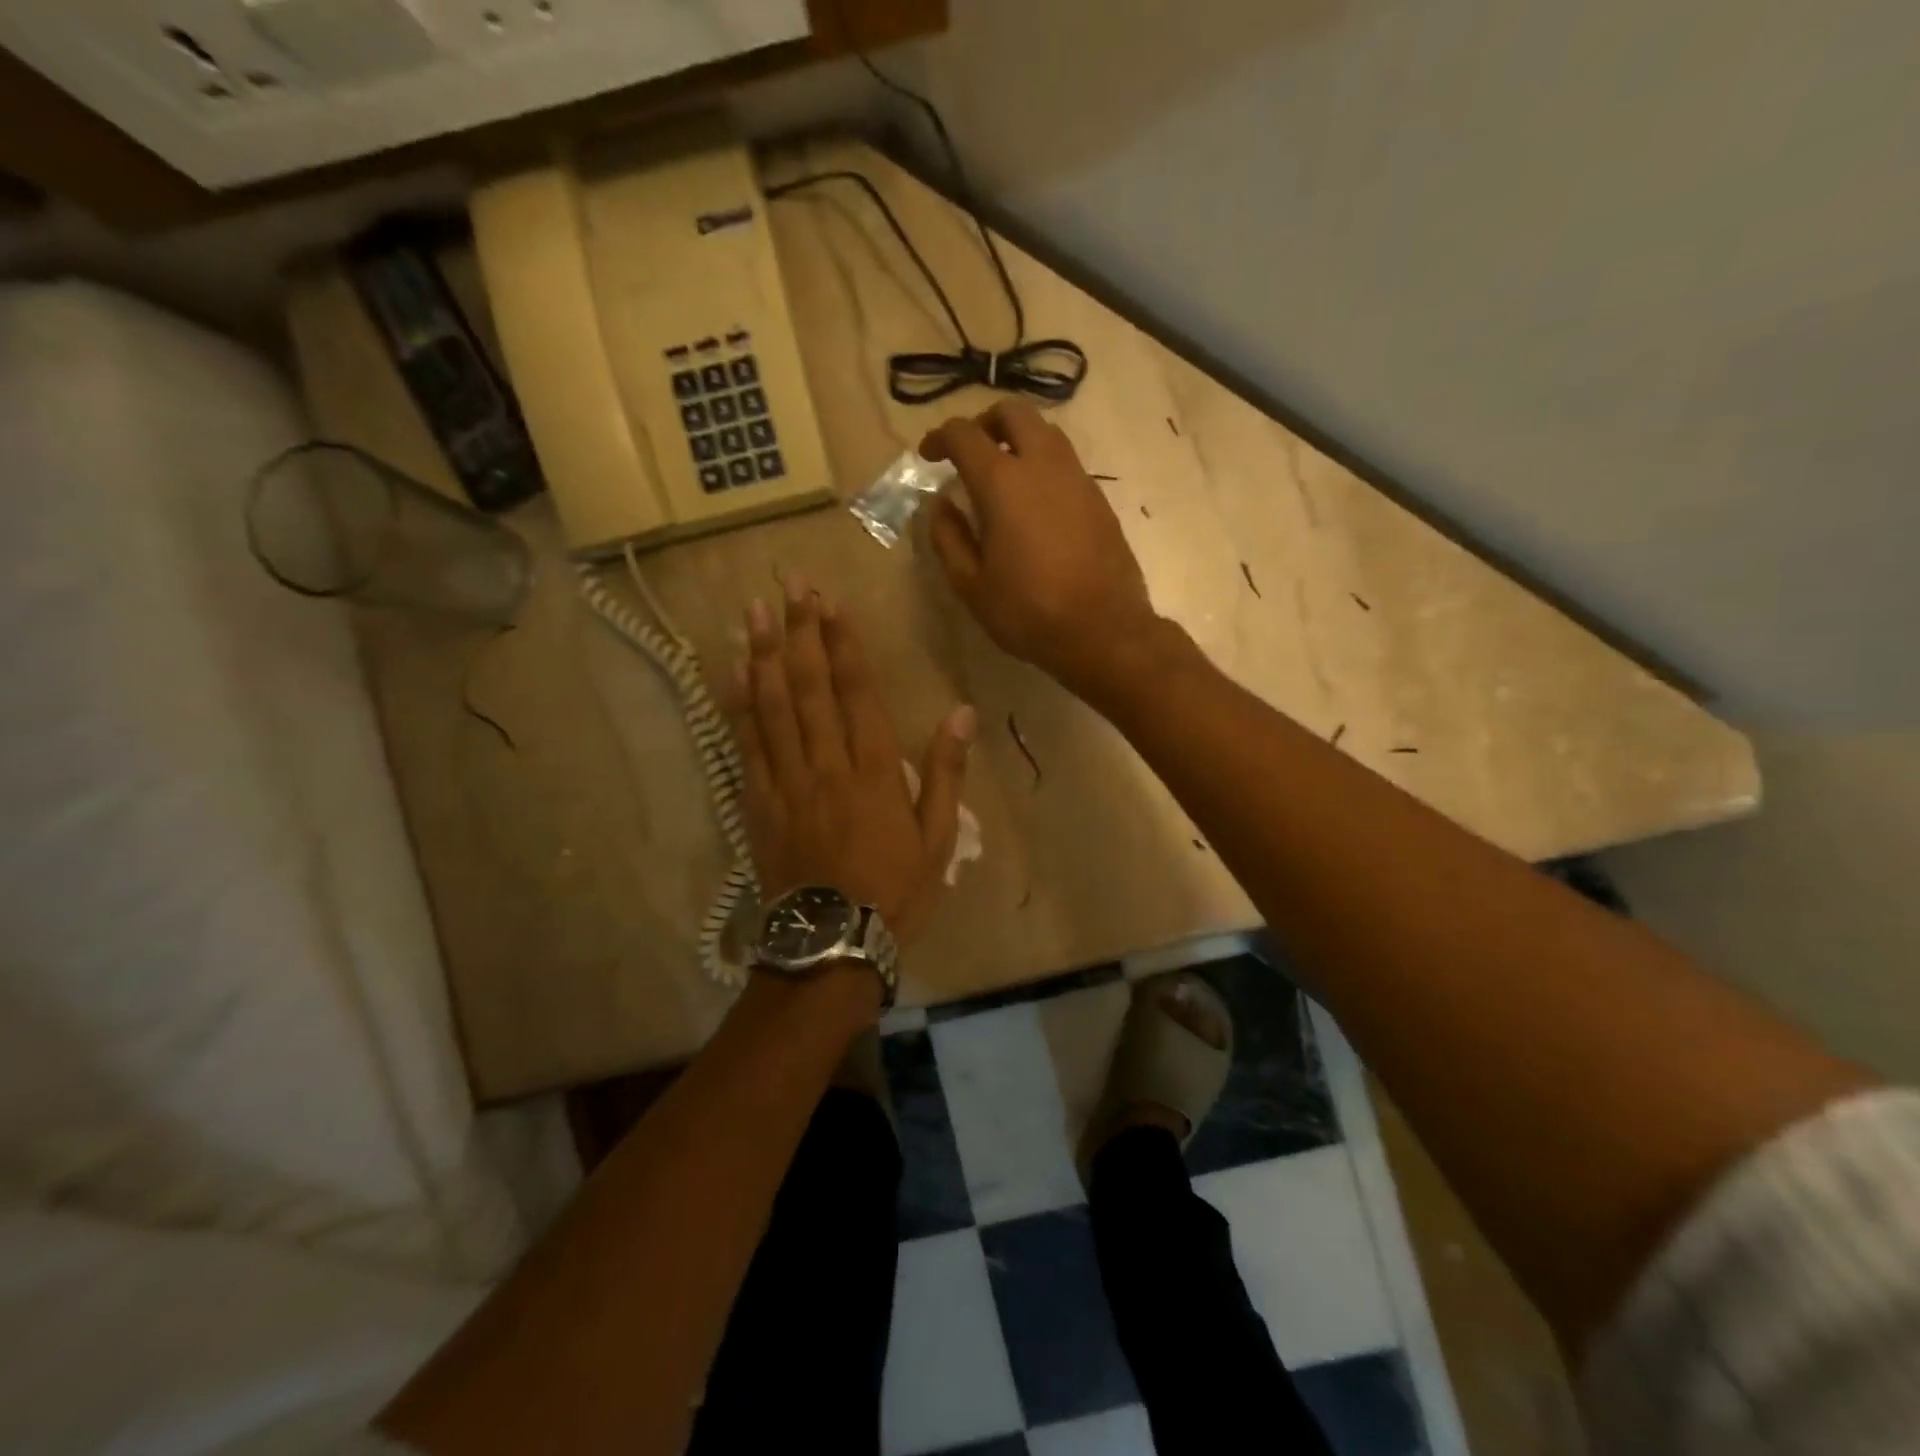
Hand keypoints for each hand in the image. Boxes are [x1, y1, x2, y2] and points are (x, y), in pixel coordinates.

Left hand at [728, 574, 975, 947]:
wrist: (833, 942)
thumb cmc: (895, 891)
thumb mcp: (937, 838)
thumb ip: (945, 772)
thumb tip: (962, 714)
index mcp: (873, 770)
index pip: (855, 692)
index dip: (842, 644)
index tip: (830, 603)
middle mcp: (825, 764)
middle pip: (808, 687)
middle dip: (799, 632)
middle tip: (790, 586)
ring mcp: (785, 782)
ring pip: (771, 707)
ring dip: (764, 655)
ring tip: (755, 612)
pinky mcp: (758, 803)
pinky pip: (746, 745)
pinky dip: (739, 706)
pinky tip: (734, 673)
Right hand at [921, 400, 1162, 697]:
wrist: (1103, 631)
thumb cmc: (1028, 612)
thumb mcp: (971, 584)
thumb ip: (948, 537)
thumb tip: (940, 505)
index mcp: (1003, 483)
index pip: (964, 435)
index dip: (940, 438)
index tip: (928, 456)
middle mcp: (1043, 466)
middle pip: (1014, 413)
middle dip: (985, 423)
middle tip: (970, 453)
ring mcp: (1078, 479)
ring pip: (1046, 433)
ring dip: (1018, 440)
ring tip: (1003, 476)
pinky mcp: (1099, 499)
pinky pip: (1066, 463)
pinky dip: (1043, 466)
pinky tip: (1035, 504)